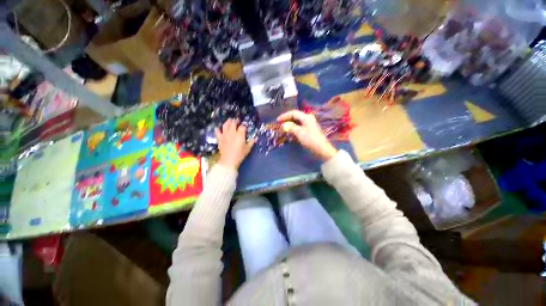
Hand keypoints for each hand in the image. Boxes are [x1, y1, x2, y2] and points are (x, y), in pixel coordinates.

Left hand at [215, 119, 254, 169]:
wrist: (229, 160)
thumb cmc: (240, 155)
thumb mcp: (248, 149)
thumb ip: (251, 142)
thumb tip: (255, 138)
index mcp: (240, 134)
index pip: (242, 127)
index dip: (244, 126)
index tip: (245, 128)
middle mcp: (232, 132)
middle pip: (233, 123)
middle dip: (236, 121)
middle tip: (237, 120)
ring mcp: (225, 135)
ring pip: (225, 125)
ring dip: (228, 121)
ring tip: (230, 120)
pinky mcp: (220, 138)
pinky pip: (217, 131)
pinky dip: (218, 129)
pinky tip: (219, 128)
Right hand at [277, 110, 336, 160]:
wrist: (321, 150)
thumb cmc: (311, 140)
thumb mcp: (299, 133)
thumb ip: (291, 127)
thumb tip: (283, 125)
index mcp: (306, 117)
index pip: (294, 113)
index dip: (285, 116)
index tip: (277, 120)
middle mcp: (308, 119)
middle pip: (295, 117)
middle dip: (287, 120)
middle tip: (279, 124)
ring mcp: (308, 125)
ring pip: (296, 122)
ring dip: (289, 125)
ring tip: (282, 128)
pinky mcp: (308, 131)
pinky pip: (299, 127)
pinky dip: (293, 129)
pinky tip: (289, 133)